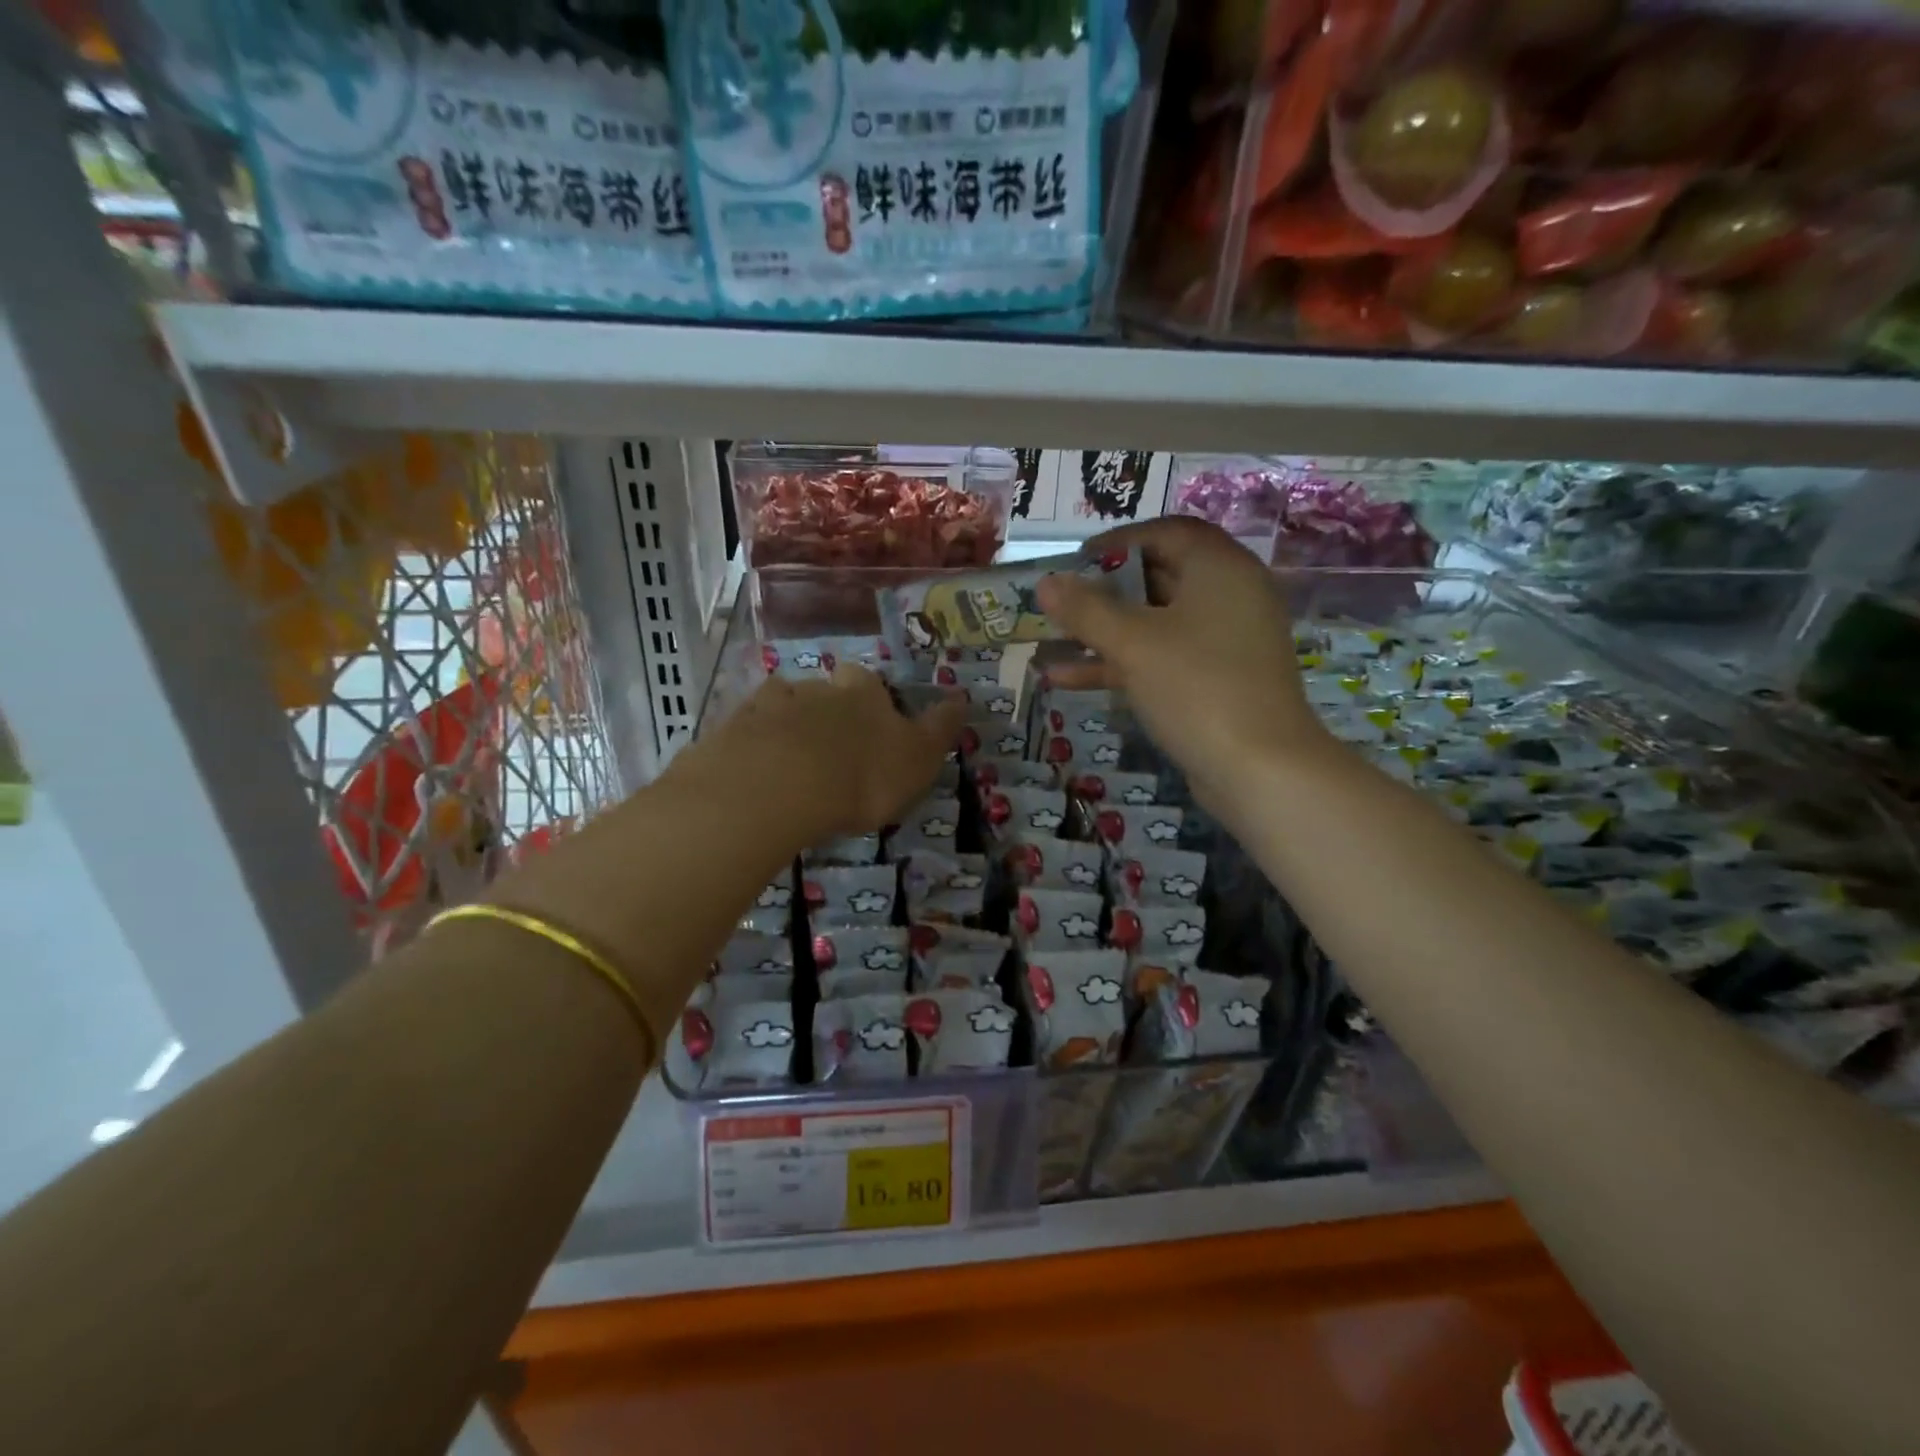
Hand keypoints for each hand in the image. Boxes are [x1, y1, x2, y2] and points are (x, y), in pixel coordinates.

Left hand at [673, 665, 967, 841]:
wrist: (779, 787)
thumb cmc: (862, 775)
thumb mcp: (919, 757)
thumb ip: (939, 728)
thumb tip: (962, 696)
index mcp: (861, 692)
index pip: (868, 682)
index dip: (871, 701)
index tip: (871, 725)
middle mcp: (815, 686)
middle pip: (822, 689)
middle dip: (826, 711)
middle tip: (830, 748)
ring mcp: (769, 704)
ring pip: (781, 705)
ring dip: (786, 725)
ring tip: (789, 760)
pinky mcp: (732, 729)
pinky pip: (746, 731)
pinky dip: (753, 745)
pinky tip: (755, 768)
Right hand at [1035, 517, 1334, 807]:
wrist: (1260, 769)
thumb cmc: (1197, 687)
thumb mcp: (1133, 643)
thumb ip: (1086, 610)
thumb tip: (1045, 583)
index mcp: (1220, 569)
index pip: (1167, 533)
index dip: (1118, 543)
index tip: (1076, 562)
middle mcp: (1229, 597)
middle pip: (1160, 577)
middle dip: (1104, 591)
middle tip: (1060, 602)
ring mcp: (1224, 642)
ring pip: (1156, 623)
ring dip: (1105, 632)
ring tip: (1052, 640)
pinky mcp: (1216, 681)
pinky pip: (1163, 658)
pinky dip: (1121, 663)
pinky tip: (1067, 679)